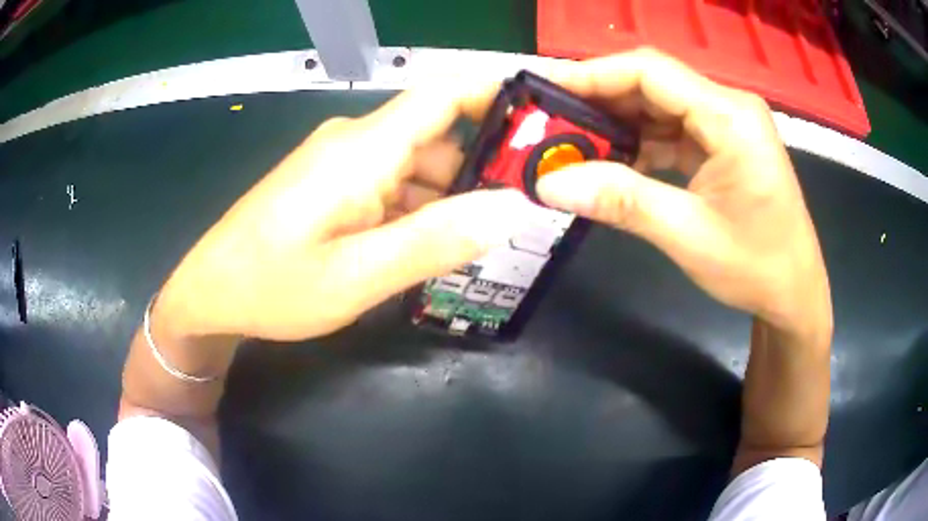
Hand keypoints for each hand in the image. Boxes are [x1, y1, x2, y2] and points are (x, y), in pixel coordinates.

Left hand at [155, 83, 534, 340]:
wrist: (210, 293)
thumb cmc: (273, 286)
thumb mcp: (358, 276)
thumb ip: (436, 240)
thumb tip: (512, 207)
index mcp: (364, 148)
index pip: (446, 94)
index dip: (498, 96)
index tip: (545, 126)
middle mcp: (356, 142)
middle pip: (440, 137)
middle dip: (484, 170)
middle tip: (525, 217)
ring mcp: (342, 163)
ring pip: (418, 166)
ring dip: (450, 199)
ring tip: (481, 244)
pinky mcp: (332, 184)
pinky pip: (392, 185)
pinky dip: (419, 210)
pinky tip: (428, 248)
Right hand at [536, 49, 831, 342]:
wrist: (794, 292)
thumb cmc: (757, 266)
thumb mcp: (688, 236)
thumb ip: (622, 201)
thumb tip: (549, 183)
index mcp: (730, 117)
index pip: (650, 72)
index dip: (592, 74)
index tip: (544, 91)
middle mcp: (729, 107)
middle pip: (652, 83)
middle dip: (599, 100)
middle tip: (550, 122)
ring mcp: (727, 124)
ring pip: (659, 106)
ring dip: (618, 123)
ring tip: (574, 144)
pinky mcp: (722, 143)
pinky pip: (672, 130)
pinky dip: (640, 143)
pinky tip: (615, 162)